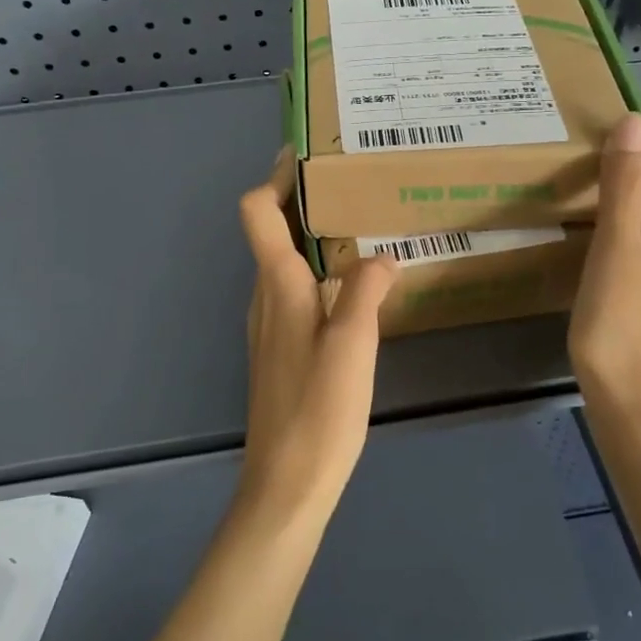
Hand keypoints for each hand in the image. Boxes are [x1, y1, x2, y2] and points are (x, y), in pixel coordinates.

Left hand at [236, 150, 398, 521]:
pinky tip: (353, 287)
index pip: (257, 212)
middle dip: (302, 200)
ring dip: (311, 236)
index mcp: (278, 286)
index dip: (275, 178)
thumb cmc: (319, 409)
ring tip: (360, 227)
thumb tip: (382, 256)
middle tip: (351, 183)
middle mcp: (265, 297)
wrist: (286, 484)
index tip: (310, 155)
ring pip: (283, 261)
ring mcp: (269, 325)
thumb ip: (366, 290)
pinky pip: (294, 290)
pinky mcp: (280, 349)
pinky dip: (316, 270)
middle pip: (270, 230)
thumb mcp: (354, 344)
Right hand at [569, 114, 640, 419]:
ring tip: (571, 175)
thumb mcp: (617, 248)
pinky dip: (609, 223)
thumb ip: (623, 186)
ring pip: (640, 213)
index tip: (600, 107)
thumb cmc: (620, 323)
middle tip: (572, 136)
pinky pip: (629, 241)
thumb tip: (635, 120)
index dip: (639, 130)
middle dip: (624, 155)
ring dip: (616, 190)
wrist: (634, 402)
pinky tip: (582, 231)